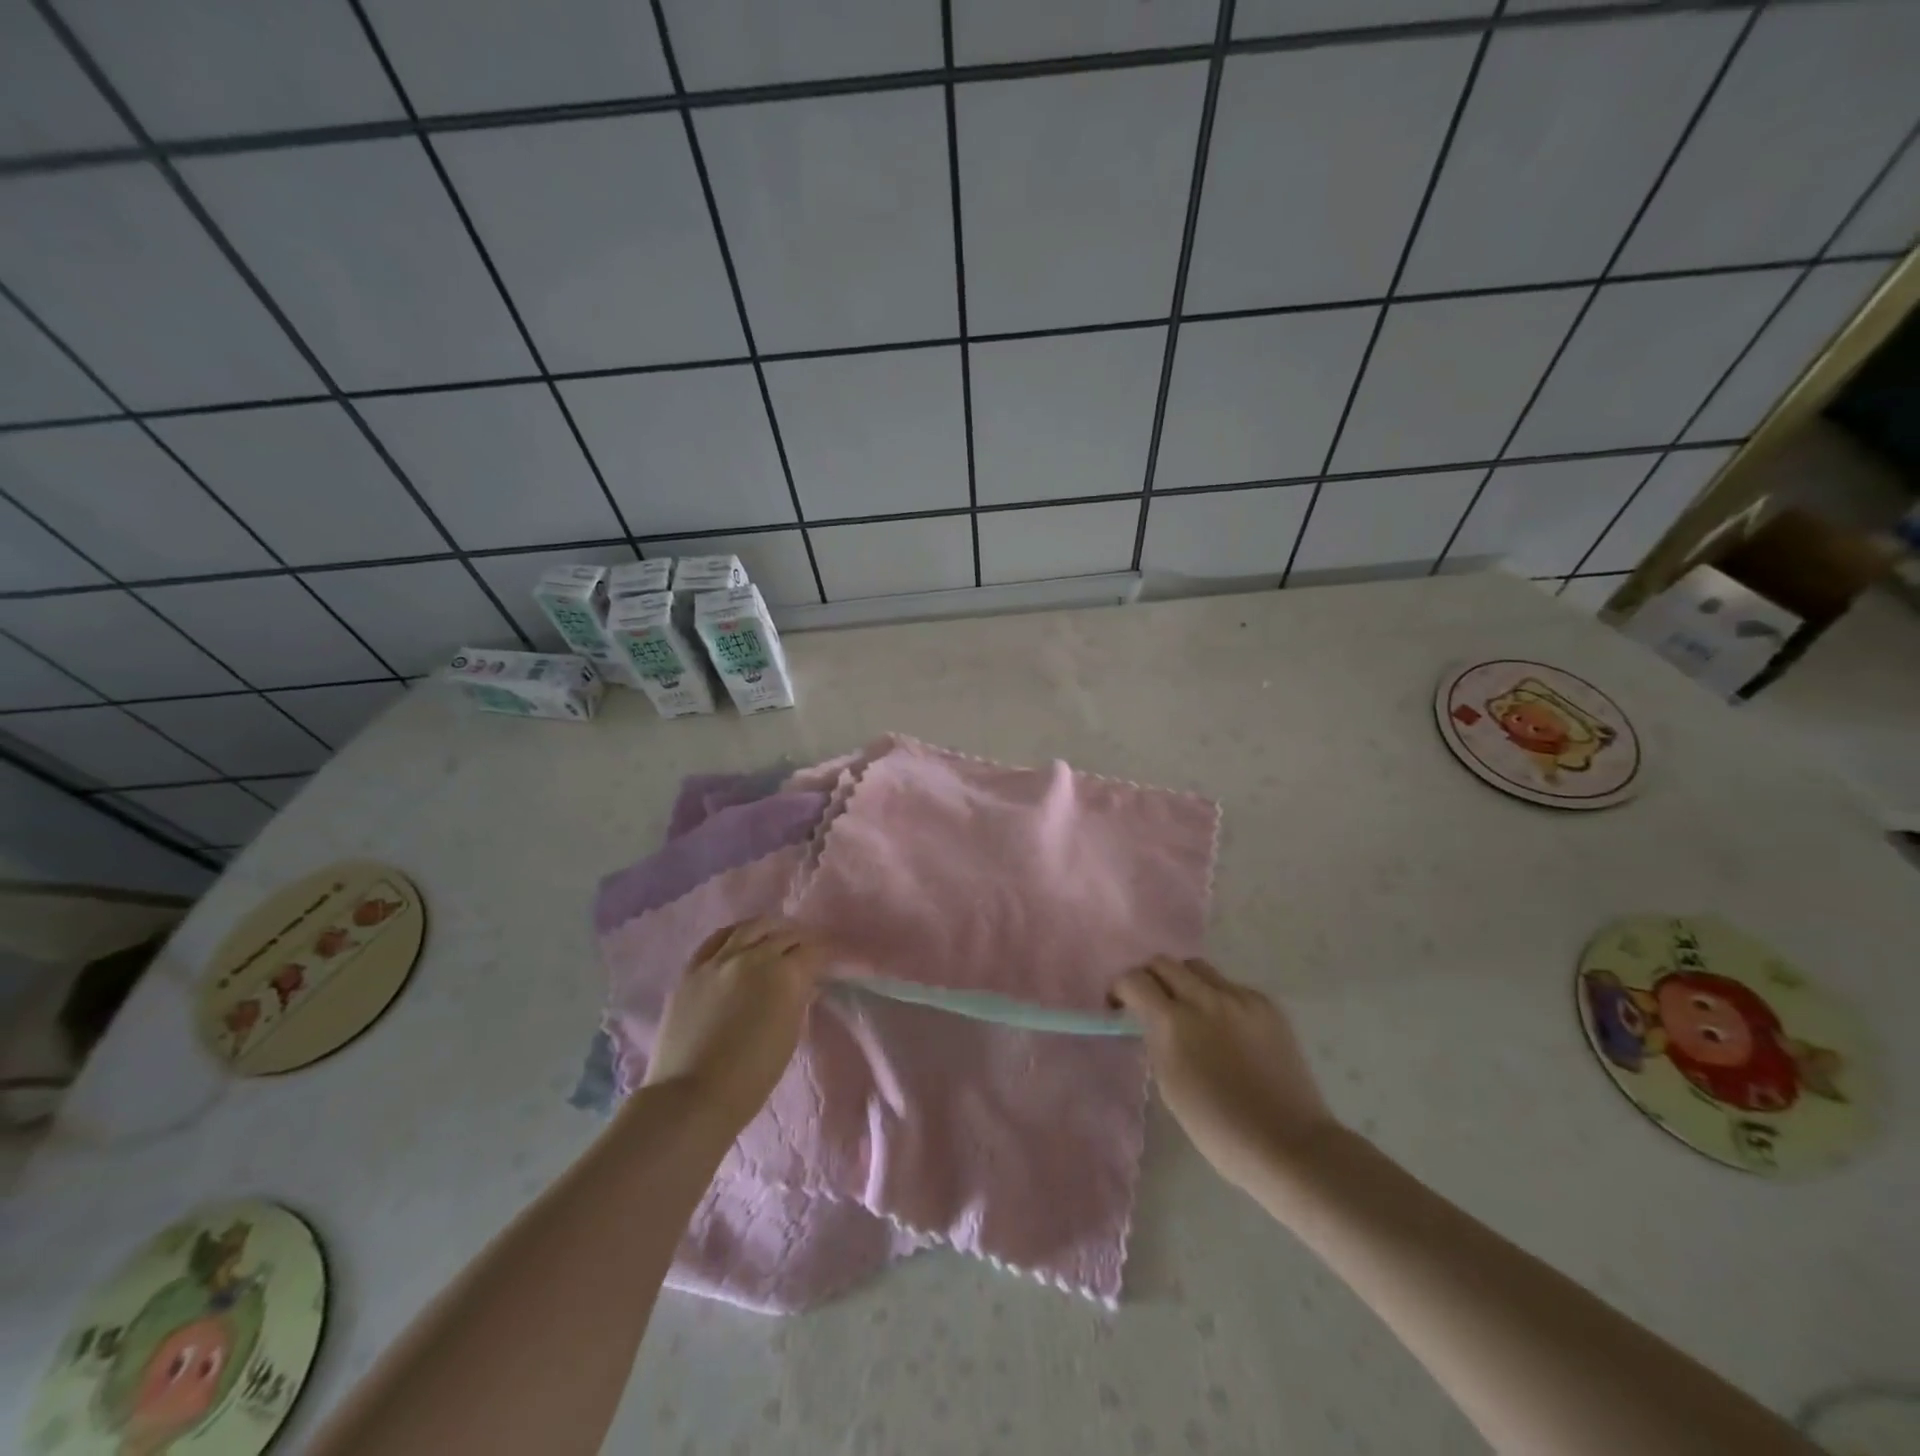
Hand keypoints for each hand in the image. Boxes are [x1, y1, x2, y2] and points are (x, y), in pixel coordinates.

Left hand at [644, 918, 827, 1136]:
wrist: (692, 1096)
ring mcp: (719, 960)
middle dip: (799, 940)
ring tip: (774, 935)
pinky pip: (716, 939)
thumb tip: (806, 985)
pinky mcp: (692, 969)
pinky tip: (739, 939)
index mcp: (784, 975)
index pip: (812, 951)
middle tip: (805, 950)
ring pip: (750, 927)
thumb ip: (799, 1001)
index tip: (829, 960)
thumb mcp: (789, 1037)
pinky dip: (734, 935)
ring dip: (768, 929)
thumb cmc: (752, 1076)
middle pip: (784, 934)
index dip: (824, 954)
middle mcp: (753, 957)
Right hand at [1112, 956, 1335, 1191]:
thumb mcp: (1169, 1084)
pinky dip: (1219, 999)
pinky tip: (1228, 1029)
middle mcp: (1204, 998)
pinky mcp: (1266, 1004)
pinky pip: (1231, 987)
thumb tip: (1152, 1022)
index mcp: (1173, 1022)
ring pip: (1198, 968)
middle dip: (1150, 978)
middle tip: (1151, 1003)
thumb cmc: (1218, 1127)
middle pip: (1164, 963)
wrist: (1288, 1144)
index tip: (1119, 1006)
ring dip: (1185, 982)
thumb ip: (1157, 1040)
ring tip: (1191, 1011)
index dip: (1120, 989)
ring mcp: (1239, 998)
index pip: (1133, 980)